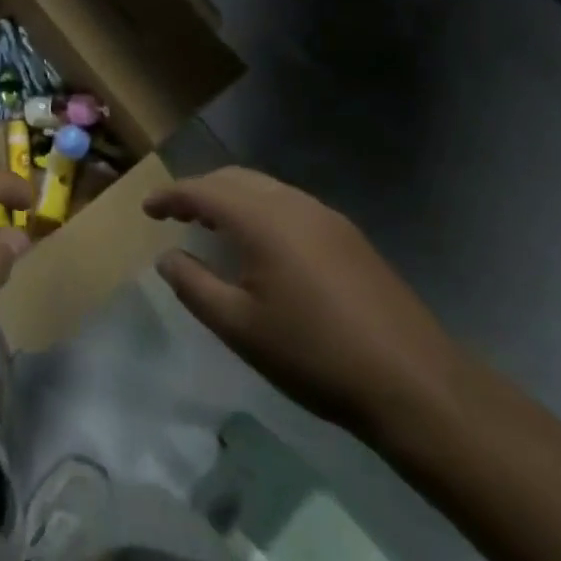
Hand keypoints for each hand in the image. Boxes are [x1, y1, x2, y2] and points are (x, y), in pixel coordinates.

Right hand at [146, 168, 470, 445]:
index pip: (202, 191)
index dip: (170, 197)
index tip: (146, 210)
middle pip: (234, 179)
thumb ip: (194, 285)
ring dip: (231, 198)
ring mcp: (326, 217)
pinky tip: (259, 243)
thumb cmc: (314, 355)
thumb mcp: (239, 327)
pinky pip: (289, 204)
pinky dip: (260, 209)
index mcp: (262, 220)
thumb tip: (168, 257)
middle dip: (199, 190)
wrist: (413, 382)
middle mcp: (292, 204)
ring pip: (264, 188)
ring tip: (211, 225)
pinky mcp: (348, 236)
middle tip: (174, 214)